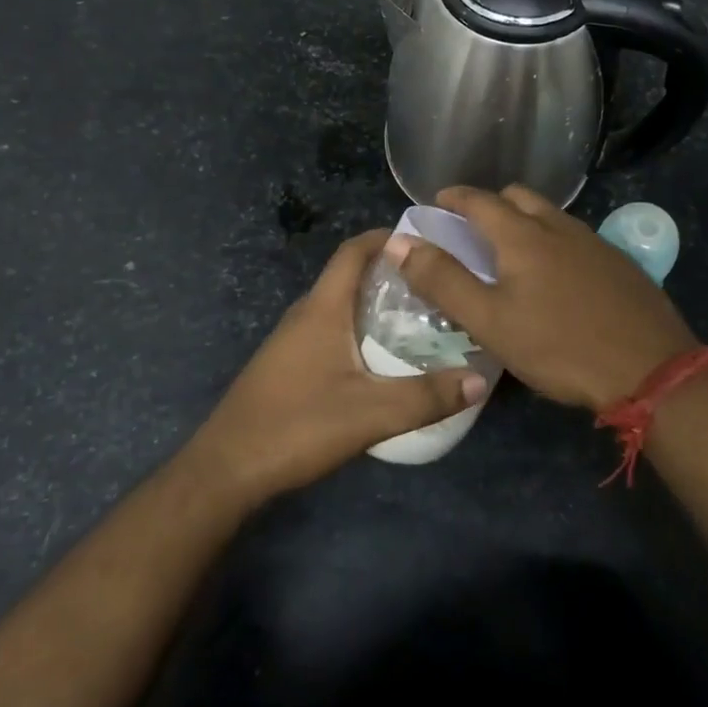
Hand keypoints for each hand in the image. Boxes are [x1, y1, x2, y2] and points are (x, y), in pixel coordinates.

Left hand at [184, 229, 488, 504]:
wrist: (227, 469)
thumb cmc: (297, 426)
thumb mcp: (371, 414)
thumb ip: (427, 397)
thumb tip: (480, 380)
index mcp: (323, 308)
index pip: (353, 251)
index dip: (386, 237)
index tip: (426, 241)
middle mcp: (306, 313)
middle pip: (350, 275)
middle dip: (391, 272)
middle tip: (436, 285)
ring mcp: (293, 339)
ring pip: (341, 304)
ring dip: (376, 302)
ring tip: (421, 318)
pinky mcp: (288, 363)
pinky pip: (331, 329)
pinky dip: (360, 328)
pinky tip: (383, 358)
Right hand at [389, 186, 698, 412]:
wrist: (651, 369)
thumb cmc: (560, 346)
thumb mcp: (490, 321)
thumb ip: (443, 281)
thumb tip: (400, 243)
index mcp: (523, 236)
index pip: (480, 200)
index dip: (454, 197)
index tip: (437, 202)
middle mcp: (559, 227)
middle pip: (519, 198)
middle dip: (491, 204)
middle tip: (472, 228)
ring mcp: (594, 243)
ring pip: (550, 215)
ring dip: (525, 220)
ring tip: (511, 251)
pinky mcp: (618, 263)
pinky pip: (575, 237)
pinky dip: (553, 240)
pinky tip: (556, 275)